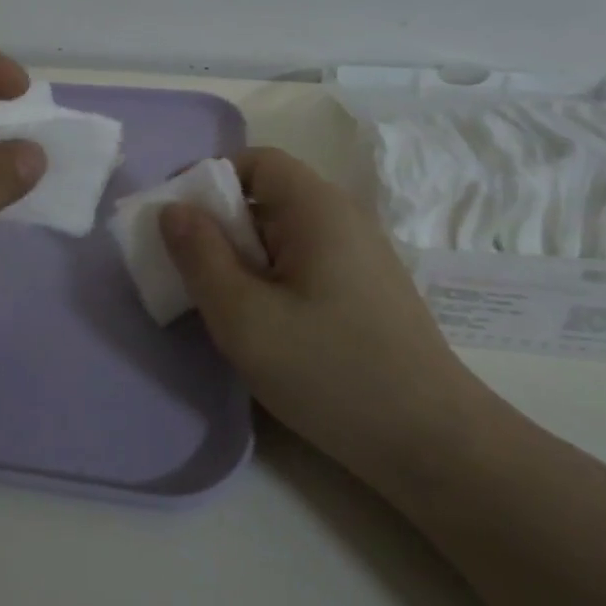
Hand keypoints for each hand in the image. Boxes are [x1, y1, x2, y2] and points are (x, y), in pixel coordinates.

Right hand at [159, 147, 489, 488]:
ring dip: (244, 258)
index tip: (178, 225)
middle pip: (268, 197)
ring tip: (223, 305)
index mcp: (318, 208)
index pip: (256, 161)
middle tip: (191, 273)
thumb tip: (172, 209)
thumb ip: (199, 256)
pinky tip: (265, 325)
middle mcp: (344, 218)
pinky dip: (272, 279)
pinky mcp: (366, 290)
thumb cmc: (329, 371)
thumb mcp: (243, 317)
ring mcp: (361, 256)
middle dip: (221, 226)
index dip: (210, 180)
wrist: (433, 445)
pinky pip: (305, 263)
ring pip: (284, 235)